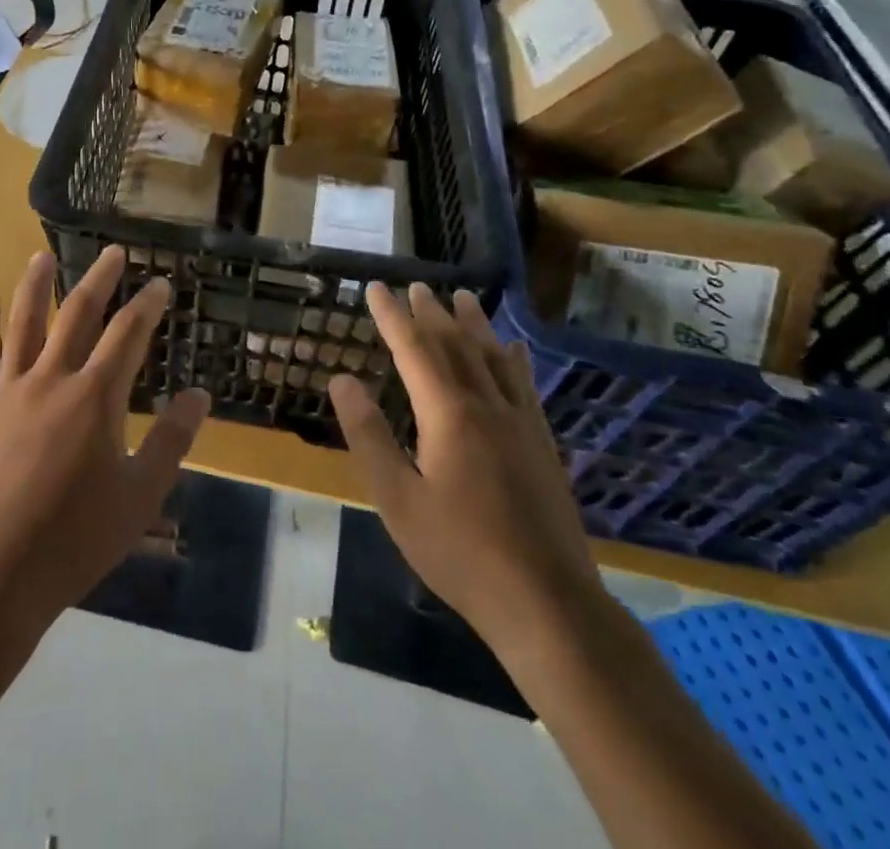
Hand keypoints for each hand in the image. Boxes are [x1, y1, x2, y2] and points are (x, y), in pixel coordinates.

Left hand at [0, 246, 210, 639]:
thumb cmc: (74, 539)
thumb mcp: (139, 496)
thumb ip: (171, 441)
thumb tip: (198, 395)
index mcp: (96, 397)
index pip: (128, 335)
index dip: (147, 305)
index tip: (160, 284)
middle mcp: (52, 380)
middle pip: (77, 315)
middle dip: (99, 280)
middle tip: (112, 252)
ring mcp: (9, 393)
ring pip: (23, 325)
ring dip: (35, 286)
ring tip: (42, 255)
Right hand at [328, 284, 604, 658]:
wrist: (548, 604)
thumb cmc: (460, 552)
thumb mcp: (398, 499)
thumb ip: (369, 435)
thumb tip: (341, 380)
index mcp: (448, 414)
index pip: (414, 349)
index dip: (392, 316)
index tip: (376, 287)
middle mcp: (487, 405)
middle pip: (455, 345)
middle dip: (431, 313)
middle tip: (416, 286)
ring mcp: (521, 423)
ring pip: (493, 358)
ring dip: (474, 324)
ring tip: (462, 296)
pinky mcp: (543, 445)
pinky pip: (526, 386)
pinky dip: (514, 359)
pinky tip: (514, 349)